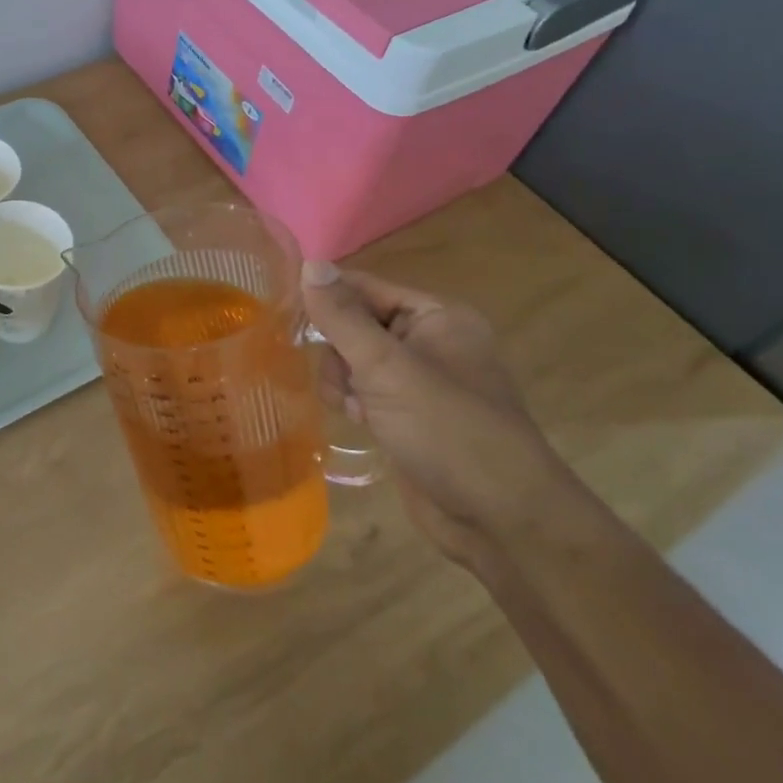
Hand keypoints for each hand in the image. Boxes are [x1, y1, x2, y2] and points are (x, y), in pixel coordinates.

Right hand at [300, 262, 567, 561]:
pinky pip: (366, 391)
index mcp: (437, 316)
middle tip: (342, 379)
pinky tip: (358, 421)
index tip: (284, 312)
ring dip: (342, 380)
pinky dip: (354, 401)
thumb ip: (342, 316)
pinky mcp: (410, 415)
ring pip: (355, 360)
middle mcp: (431, 341)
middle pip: (357, 324)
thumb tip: (310, 263)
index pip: (366, 287)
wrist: (498, 520)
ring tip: (353, 407)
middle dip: (338, 350)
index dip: (326, 297)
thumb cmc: (445, 429)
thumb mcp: (386, 367)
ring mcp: (421, 381)